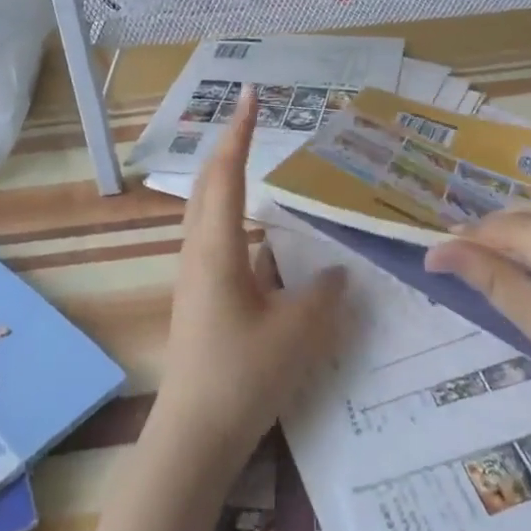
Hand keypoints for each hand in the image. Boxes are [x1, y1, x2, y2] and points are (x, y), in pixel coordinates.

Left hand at [149, 87, 347, 478]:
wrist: (193, 437)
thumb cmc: (243, 374)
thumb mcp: (298, 331)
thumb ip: (325, 293)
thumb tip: (336, 272)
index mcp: (217, 247)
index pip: (227, 172)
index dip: (240, 131)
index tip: (250, 94)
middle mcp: (199, 252)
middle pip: (210, 184)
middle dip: (230, 146)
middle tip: (253, 119)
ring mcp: (196, 276)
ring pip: (211, 213)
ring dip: (231, 182)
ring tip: (259, 167)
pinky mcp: (201, 298)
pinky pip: (220, 241)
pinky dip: (239, 221)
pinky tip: (267, 242)